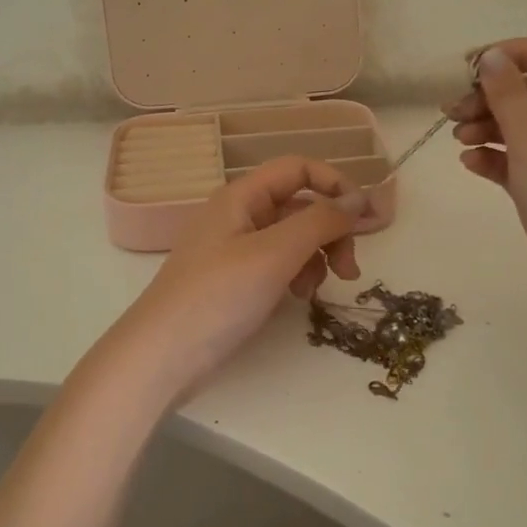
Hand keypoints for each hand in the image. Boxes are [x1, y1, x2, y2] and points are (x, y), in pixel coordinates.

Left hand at [112, 156, 365, 400]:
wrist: (162, 356)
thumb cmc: (217, 297)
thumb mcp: (274, 254)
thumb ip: (320, 222)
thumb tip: (358, 201)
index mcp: (242, 196)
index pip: (298, 169)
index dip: (335, 185)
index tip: (365, 219)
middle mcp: (239, 215)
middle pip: (300, 205)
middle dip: (331, 231)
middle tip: (350, 269)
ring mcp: (236, 249)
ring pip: (293, 238)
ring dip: (316, 257)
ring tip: (315, 290)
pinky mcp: (237, 281)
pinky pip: (279, 264)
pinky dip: (296, 276)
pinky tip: (297, 298)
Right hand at [446, 37, 526, 341]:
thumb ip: (508, 94)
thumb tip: (492, 57)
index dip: (521, 51)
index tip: (476, 66)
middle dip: (494, 95)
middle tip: (452, 109)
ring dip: (490, 126)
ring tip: (456, 136)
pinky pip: (523, 164)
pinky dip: (497, 159)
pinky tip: (469, 163)